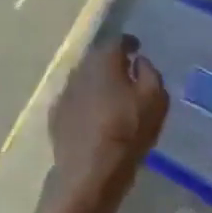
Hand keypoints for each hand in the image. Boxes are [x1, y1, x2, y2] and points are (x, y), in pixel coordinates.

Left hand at [46, 37, 168, 212]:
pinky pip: (74, 100)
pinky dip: (85, 101)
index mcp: (104, 61)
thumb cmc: (128, 131)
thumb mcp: (155, 99)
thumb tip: (138, 62)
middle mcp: (79, 70)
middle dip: (110, 61)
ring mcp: (64, 93)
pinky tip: (93, 115)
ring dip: (96, 82)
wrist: (90, 171)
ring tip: (110, 94)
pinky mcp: (55, 116)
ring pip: (83, 79)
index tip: (137, 48)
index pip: (116, 41)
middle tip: (125, 71)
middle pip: (96, 58)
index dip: (129, 43)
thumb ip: (150, 73)